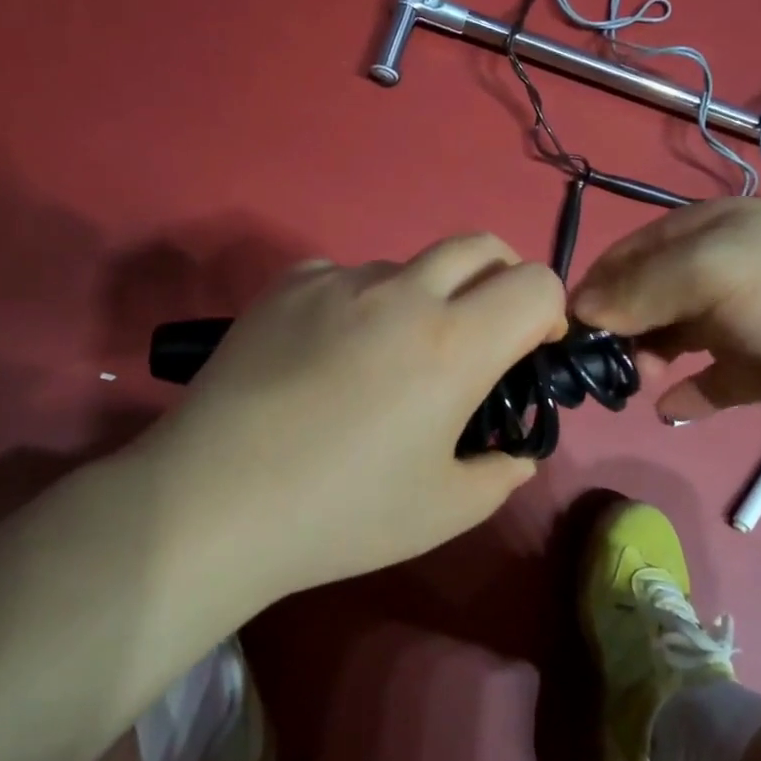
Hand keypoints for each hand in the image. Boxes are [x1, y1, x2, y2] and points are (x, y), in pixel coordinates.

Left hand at [131, 234, 564, 602]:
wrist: (212, 502)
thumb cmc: (340, 513)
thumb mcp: (444, 511)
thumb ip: (500, 473)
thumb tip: (514, 451)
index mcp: (455, 343)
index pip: (536, 283)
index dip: (548, 312)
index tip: (529, 352)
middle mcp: (403, 293)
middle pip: (480, 247)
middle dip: (501, 280)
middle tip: (480, 335)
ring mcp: (339, 281)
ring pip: (409, 265)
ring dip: (424, 297)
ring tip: (387, 359)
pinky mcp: (288, 285)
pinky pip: (346, 276)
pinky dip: (360, 303)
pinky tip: (328, 355)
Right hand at [571, 199, 760, 426]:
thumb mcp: (713, 271)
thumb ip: (641, 289)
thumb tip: (578, 311)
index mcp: (702, 232)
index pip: (627, 256)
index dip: (595, 289)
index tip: (568, 332)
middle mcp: (714, 271)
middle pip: (644, 299)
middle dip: (618, 330)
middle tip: (603, 366)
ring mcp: (737, 320)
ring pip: (670, 339)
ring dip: (647, 360)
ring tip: (639, 383)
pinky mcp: (758, 367)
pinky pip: (708, 381)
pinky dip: (686, 393)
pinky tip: (672, 408)